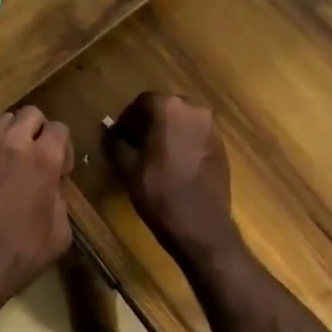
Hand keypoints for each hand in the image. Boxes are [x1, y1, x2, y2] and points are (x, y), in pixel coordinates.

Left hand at [0, 107, 72, 317]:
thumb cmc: (20, 255)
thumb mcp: (59, 234)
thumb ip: (59, 199)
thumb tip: (52, 187)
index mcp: (42, 159)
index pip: (59, 128)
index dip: (64, 147)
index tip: (62, 170)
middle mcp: (12, 145)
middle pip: (30, 113)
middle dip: (39, 129)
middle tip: (40, 156)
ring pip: (3, 122)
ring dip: (14, 135)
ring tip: (16, 162)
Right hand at [108, 93, 239, 264]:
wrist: (202, 229)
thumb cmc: (160, 193)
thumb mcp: (128, 168)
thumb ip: (116, 143)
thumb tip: (109, 133)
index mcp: (169, 108)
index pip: (143, 102)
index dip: (127, 118)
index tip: (118, 135)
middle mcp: (194, 111)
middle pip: (165, 108)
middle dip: (148, 122)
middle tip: (133, 143)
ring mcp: (212, 129)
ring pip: (183, 122)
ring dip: (167, 132)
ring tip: (153, 154)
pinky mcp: (222, 148)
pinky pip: (196, 136)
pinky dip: (183, 142)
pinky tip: (173, 164)